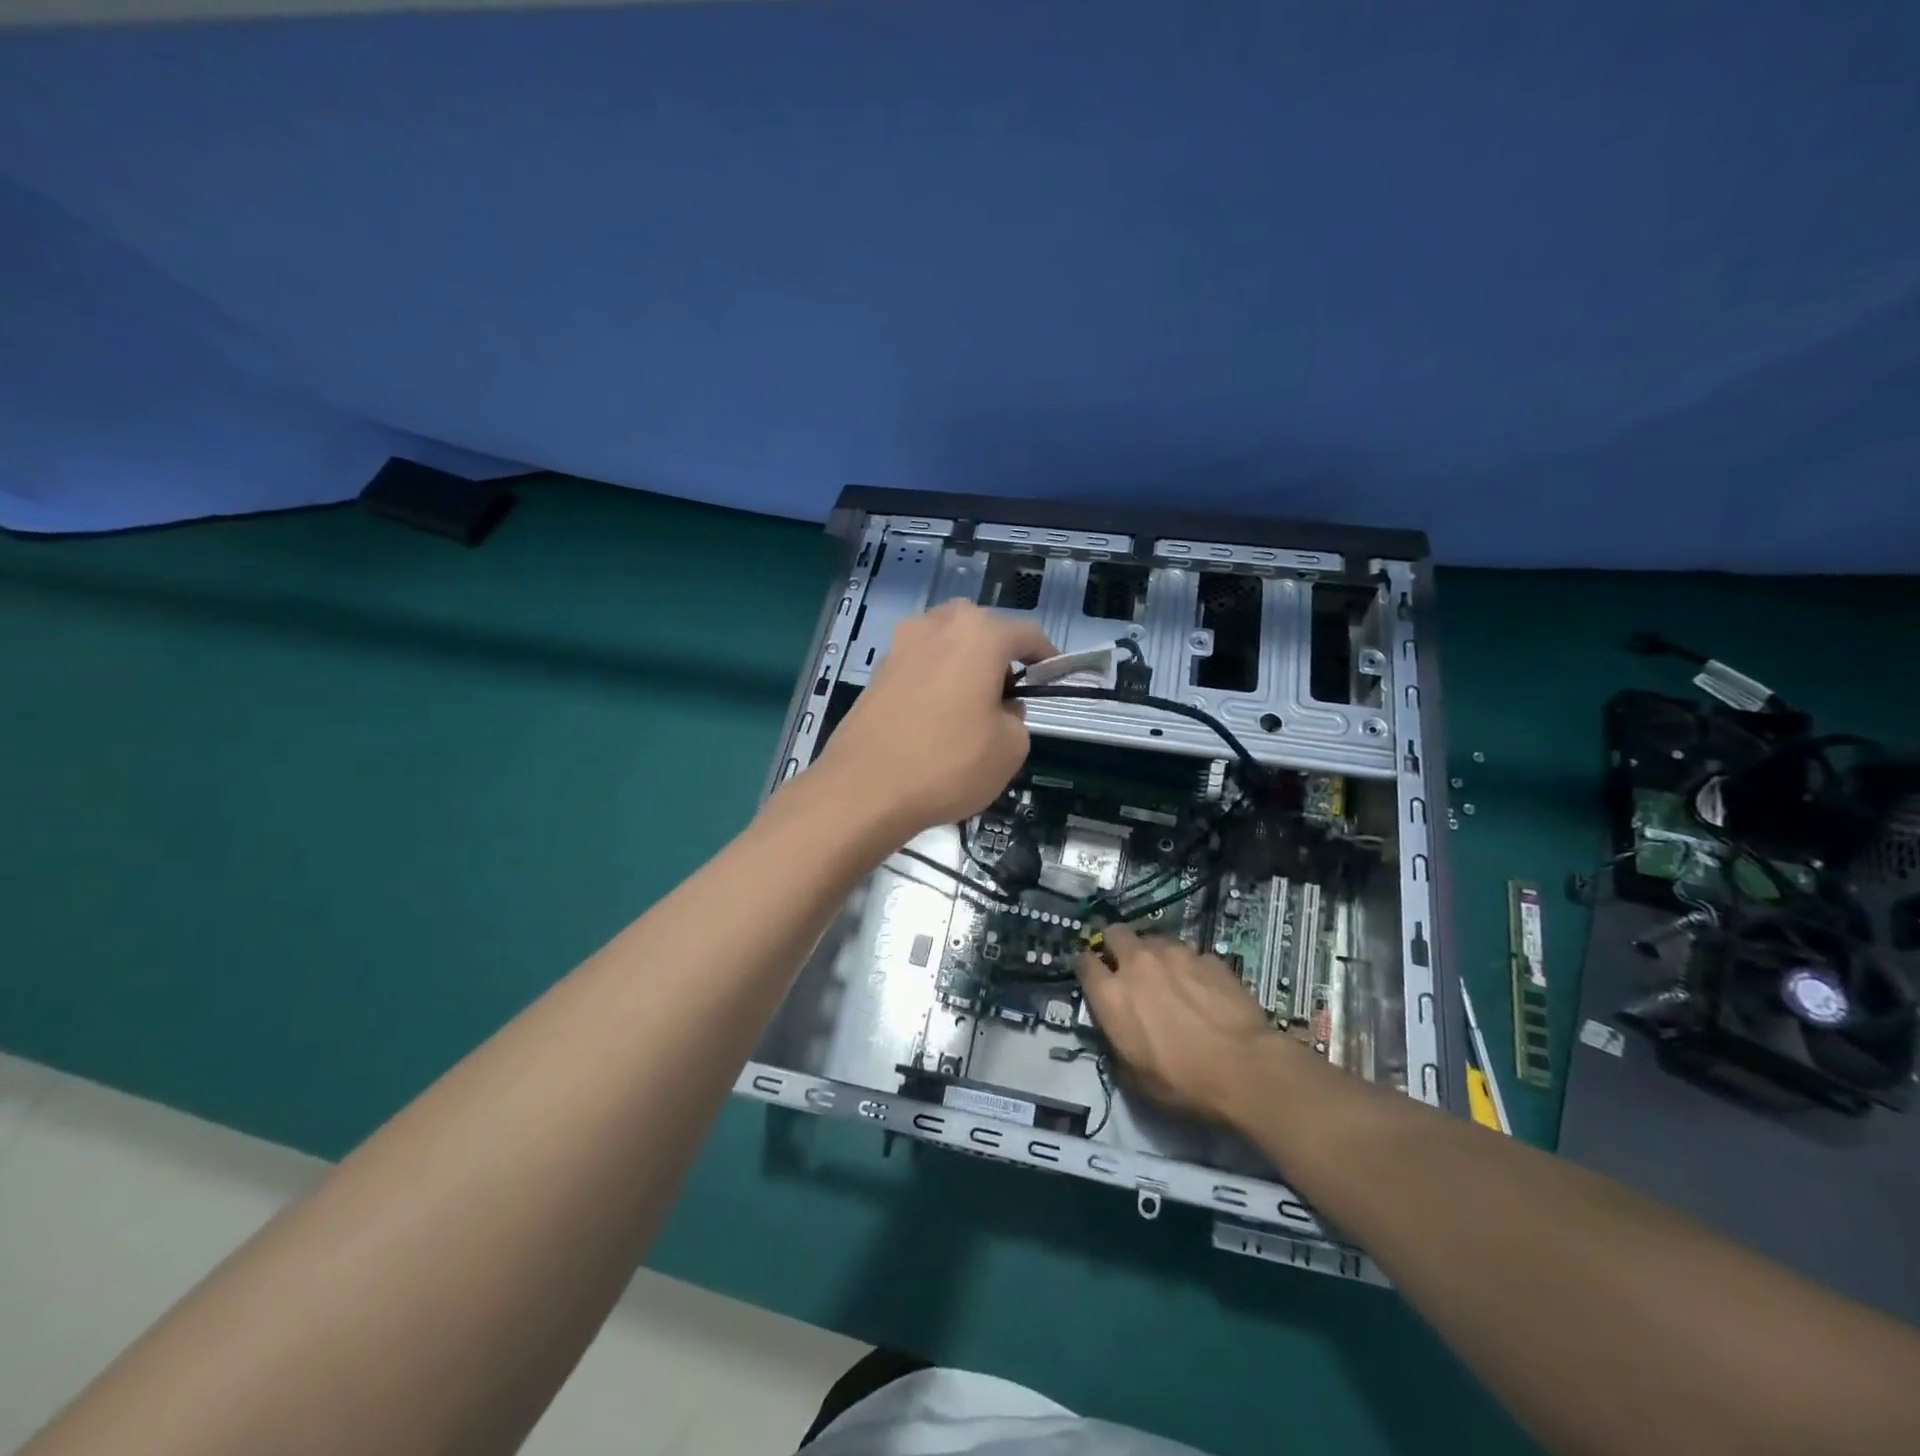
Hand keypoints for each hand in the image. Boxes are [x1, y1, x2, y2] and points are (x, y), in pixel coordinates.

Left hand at [813, 600, 1053, 843]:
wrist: (864, 789)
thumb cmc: (947, 763)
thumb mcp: (1011, 748)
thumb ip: (1018, 716)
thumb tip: (1001, 707)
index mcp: (979, 633)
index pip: (1026, 633)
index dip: (1045, 657)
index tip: (1051, 680)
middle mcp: (938, 625)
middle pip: (982, 630)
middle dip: (999, 656)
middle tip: (1007, 697)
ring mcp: (901, 644)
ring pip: (947, 644)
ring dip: (964, 665)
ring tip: (970, 708)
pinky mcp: (878, 670)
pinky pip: (921, 664)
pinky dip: (936, 680)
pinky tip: (936, 718)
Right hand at [1076, 926, 1278, 1123]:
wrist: (1244, 1068)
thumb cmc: (1181, 1081)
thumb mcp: (1133, 1073)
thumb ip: (1116, 1036)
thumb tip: (1115, 1023)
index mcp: (1111, 993)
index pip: (1084, 962)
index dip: (1087, 967)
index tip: (1093, 975)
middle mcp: (1137, 963)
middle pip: (1115, 933)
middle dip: (1116, 945)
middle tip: (1126, 966)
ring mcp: (1175, 954)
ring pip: (1154, 939)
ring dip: (1153, 954)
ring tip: (1168, 977)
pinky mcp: (1207, 957)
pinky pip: (1189, 955)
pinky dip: (1189, 967)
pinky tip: (1202, 988)